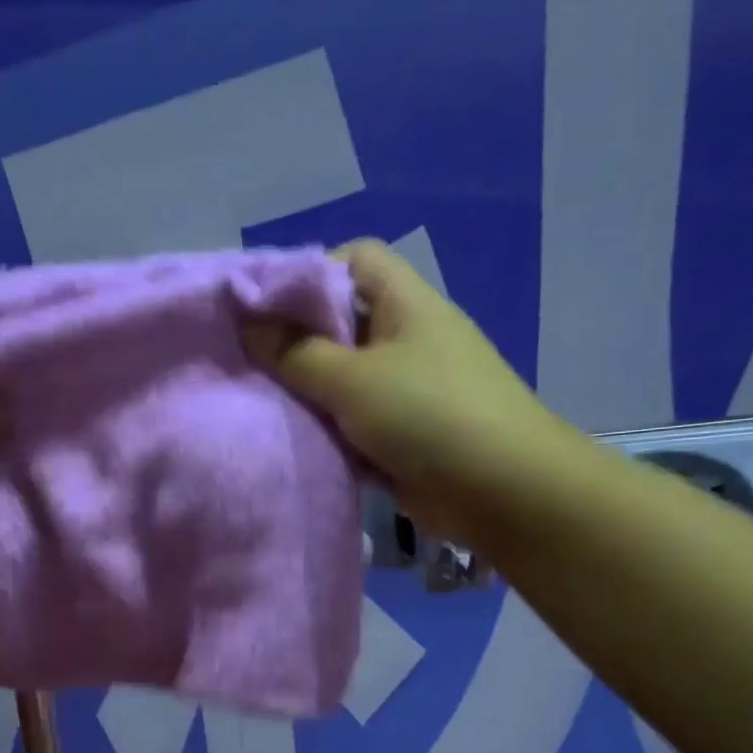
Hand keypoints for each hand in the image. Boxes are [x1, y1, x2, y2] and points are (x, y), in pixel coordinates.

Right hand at [244, 240, 571, 541]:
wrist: (504, 493)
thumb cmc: (429, 416)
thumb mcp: (353, 379)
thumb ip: (295, 352)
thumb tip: (247, 324)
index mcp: (405, 303)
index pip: (353, 259)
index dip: (308, 273)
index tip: (263, 308)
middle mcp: (405, 338)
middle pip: (340, 321)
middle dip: (295, 340)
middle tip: (247, 361)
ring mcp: (405, 388)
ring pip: (341, 376)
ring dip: (306, 391)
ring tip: (259, 402)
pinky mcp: (400, 433)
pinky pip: (351, 419)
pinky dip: (325, 428)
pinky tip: (291, 438)